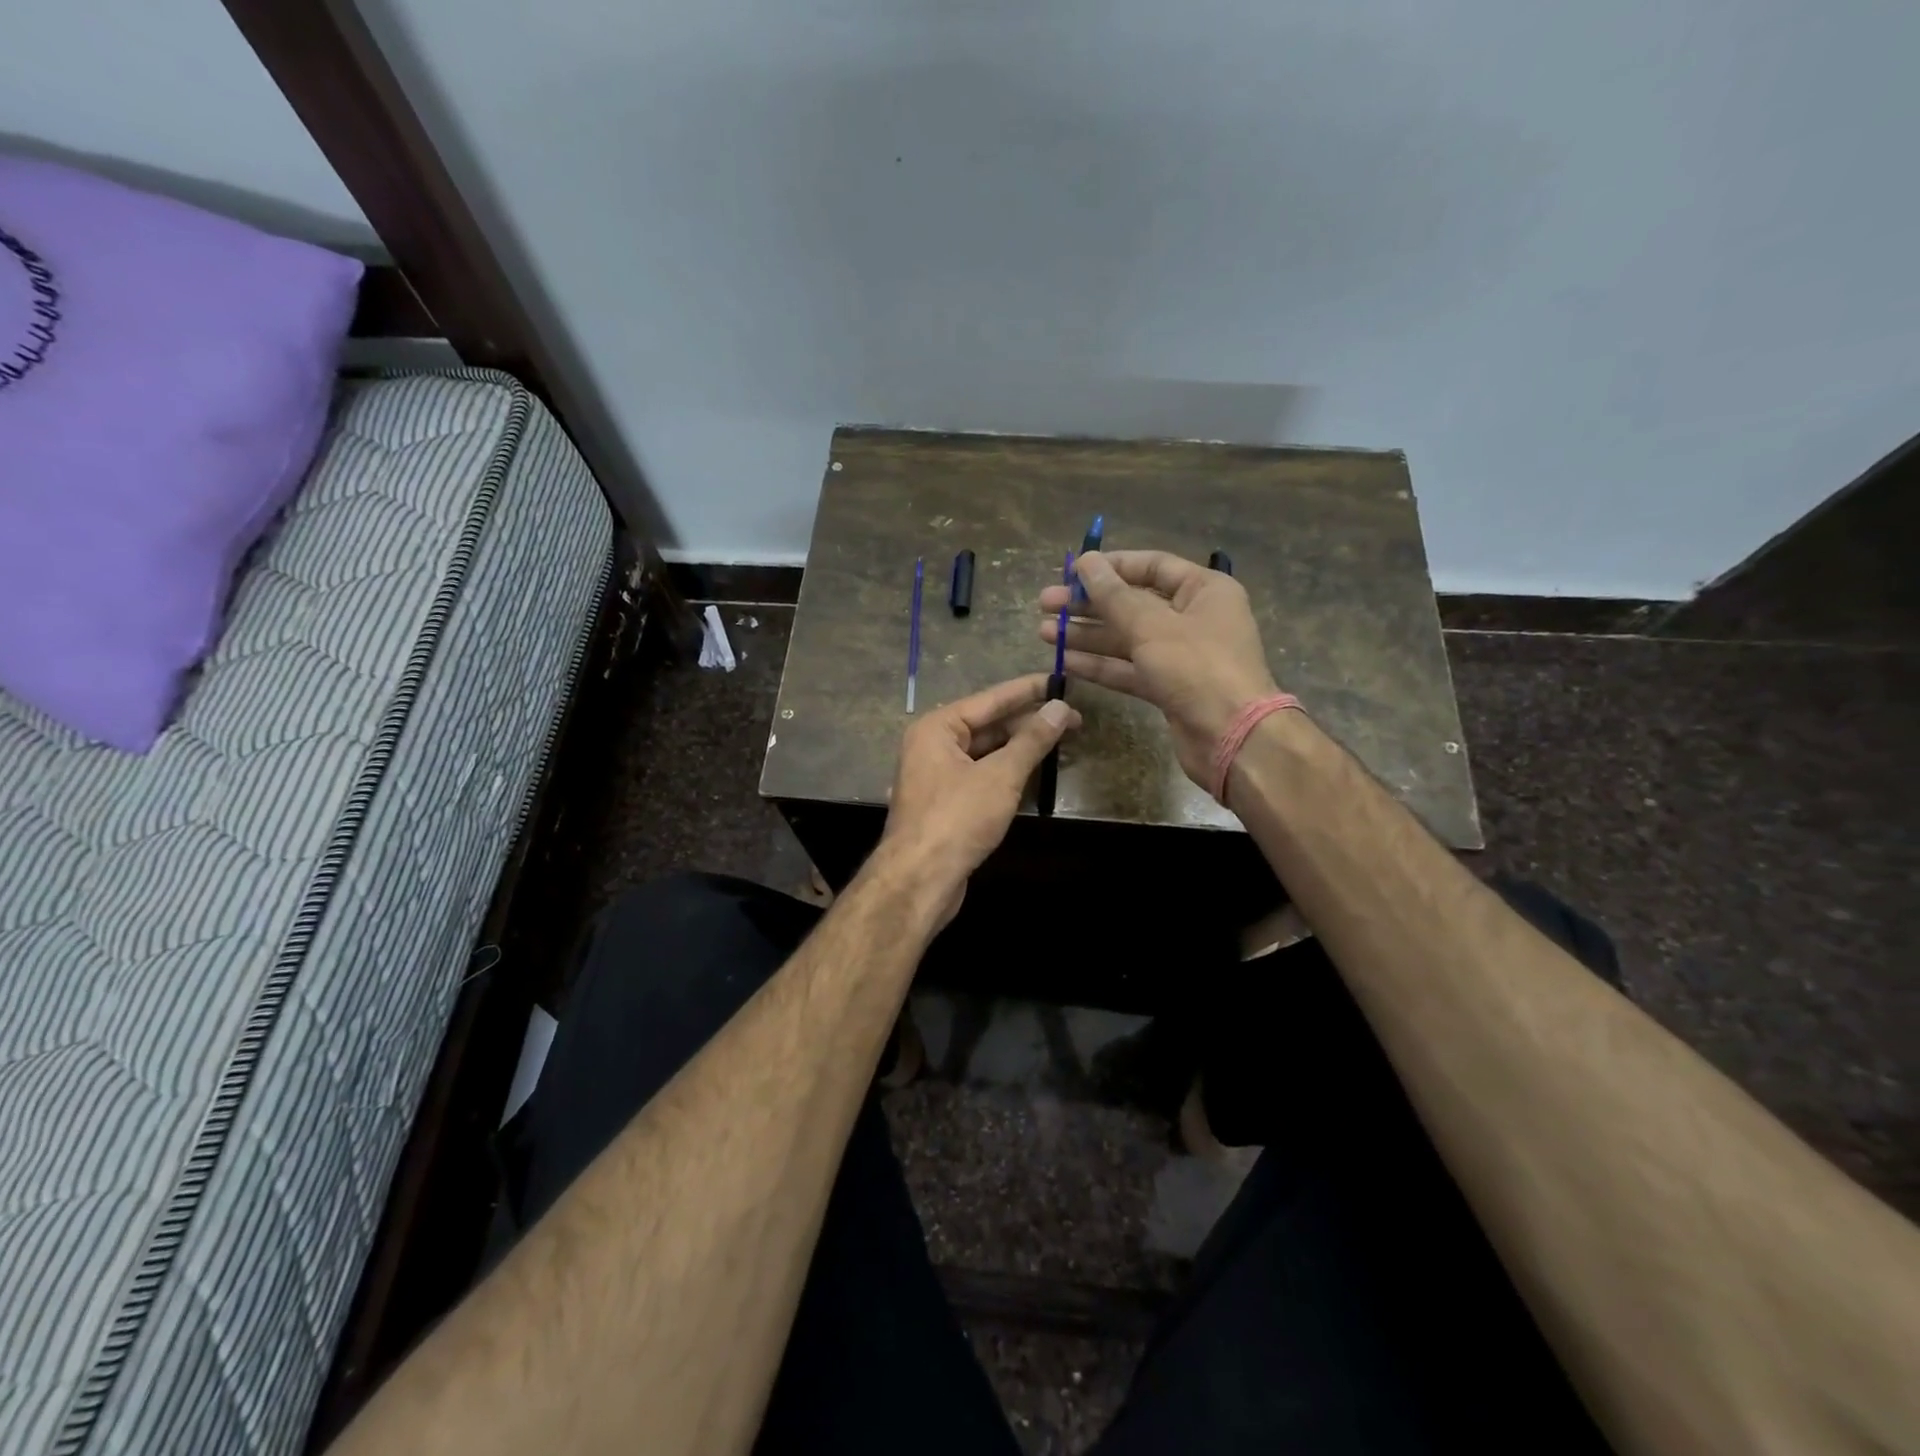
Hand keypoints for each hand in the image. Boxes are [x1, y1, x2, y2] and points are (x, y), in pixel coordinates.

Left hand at [876, 675, 1081, 918]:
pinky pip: (980, 774)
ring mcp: (936, 775)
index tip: (1060, 680)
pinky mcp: (945, 802)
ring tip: (1060, 740)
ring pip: (985, 751)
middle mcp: (931, 745)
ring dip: (1019, 747)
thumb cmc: (957, 819)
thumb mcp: (1000, 776)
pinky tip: (1034, 770)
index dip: (1028, 690)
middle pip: (987, 724)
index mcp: (936, 728)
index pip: (990, 699)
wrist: (919, 879)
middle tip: (1072, 719)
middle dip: (1028, 722)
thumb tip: (1059, 708)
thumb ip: (1031, 741)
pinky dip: (1006, 771)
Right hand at [1039, 550, 1278, 787]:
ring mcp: (1180, 655)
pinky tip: (1065, 662)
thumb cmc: (1197, 668)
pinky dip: (1100, 665)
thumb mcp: (1151, 626)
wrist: (1232, 737)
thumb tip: (1086, 562)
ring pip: (1126, 638)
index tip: (1070, 573)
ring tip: (1045, 633)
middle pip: (1133, 603)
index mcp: (1203, 590)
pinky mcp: (1168, 687)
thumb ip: (1114, 595)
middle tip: (1046, 604)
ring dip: (1087, 635)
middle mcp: (1193, 617)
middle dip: (1089, 604)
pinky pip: (1129, 668)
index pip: (1151, 566)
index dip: (1109, 567)